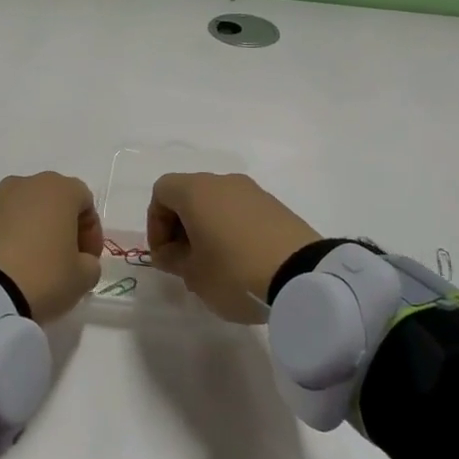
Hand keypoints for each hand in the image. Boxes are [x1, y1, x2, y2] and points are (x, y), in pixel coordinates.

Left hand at [0, 172, 103, 323]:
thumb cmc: (40, 278)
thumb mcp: (81, 279)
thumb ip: (89, 265)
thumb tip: (80, 262)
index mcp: (55, 190)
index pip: (84, 200)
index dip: (90, 231)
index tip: (87, 260)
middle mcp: (20, 185)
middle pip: (47, 201)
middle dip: (55, 228)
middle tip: (57, 262)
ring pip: (14, 213)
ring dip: (22, 233)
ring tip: (21, 270)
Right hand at [147, 173, 319, 323]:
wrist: (302, 276)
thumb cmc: (234, 272)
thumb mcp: (193, 275)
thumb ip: (173, 259)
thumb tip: (170, 252)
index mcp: (197, 191)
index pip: (162, 191)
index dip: (155, 222)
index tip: (165, 255)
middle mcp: (224, 182)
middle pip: (189, 195)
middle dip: (180, 227)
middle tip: (185, 263)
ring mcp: (254, 192)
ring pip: (217, 204)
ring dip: (207, 229)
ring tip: (214, 266)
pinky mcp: (276, 207)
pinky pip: (241, 212)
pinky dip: (232, 230)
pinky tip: (241, 262)